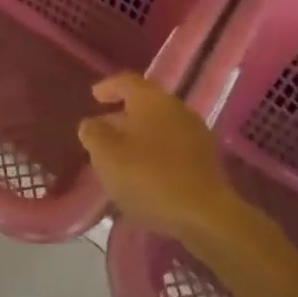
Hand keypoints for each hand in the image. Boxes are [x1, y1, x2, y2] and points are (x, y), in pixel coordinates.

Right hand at [77, 73, 250, 248]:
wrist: (205, 215)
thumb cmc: (149, 177)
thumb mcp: (107, 156)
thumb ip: (94, 134)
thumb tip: (91, 124)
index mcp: (151, 99)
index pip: (127, 81)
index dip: (108, 86)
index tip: (94, 96)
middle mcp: (176, 108)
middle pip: (145, 103)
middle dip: (123, 115)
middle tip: (104, 131)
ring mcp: (195, 133)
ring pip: (160, 126)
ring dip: (139, 136)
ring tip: (122, 156)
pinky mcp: (206, 159)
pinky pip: (173, 146)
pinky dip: (156, 153)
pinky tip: (145, 174)